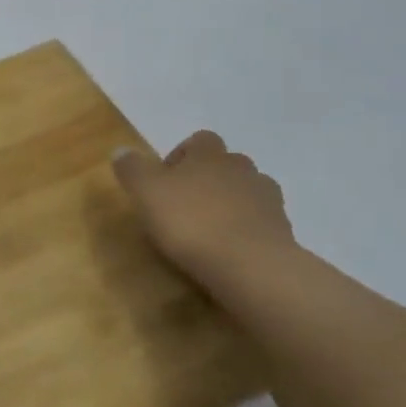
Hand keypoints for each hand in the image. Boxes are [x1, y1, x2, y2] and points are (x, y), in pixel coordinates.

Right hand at [112, 132, 297, 289]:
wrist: (252, 266)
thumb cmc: (192, 222)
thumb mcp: (146, 192)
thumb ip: (131, 168)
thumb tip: (121, 150)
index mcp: (210, 154)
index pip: (199, 140)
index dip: (182, 155)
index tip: (166, 181)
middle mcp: (242, 168)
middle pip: (225, 164)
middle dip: (207, 180)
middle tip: (185, 206)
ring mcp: (267, 199)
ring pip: (246, 192)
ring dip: (230, 204)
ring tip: (210, 230)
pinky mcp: (283, 230)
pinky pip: (261, 222)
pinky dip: (247, 229)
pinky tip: (231, 250)